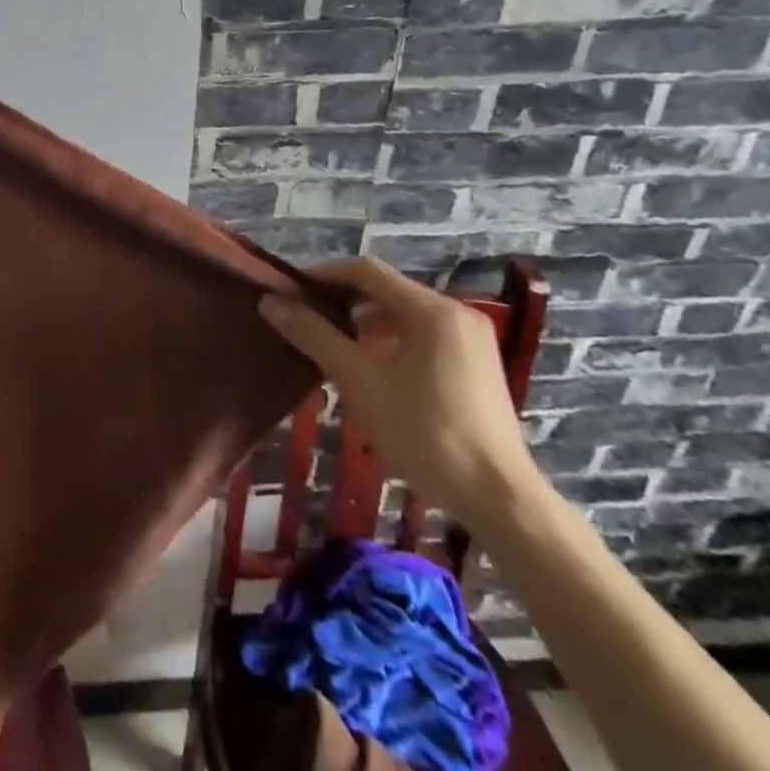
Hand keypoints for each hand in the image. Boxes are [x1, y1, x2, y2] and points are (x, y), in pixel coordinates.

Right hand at [259, 257, 542, 527]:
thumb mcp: (359, 381)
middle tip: (306, 319)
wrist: (499, 499)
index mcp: (431, 309)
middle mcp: (456, 314)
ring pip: (405, 315)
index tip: (291, 292)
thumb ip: (314, 336)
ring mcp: (472, 341)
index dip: (324, 275)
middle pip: (387, 291)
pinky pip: (423, 337)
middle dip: (343, 301)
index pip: (366, 271)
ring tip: (331, 345)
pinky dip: (391, 342)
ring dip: (365, 323)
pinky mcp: (477, 367)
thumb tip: (270, 302)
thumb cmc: (425, 433)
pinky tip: (371, 370)